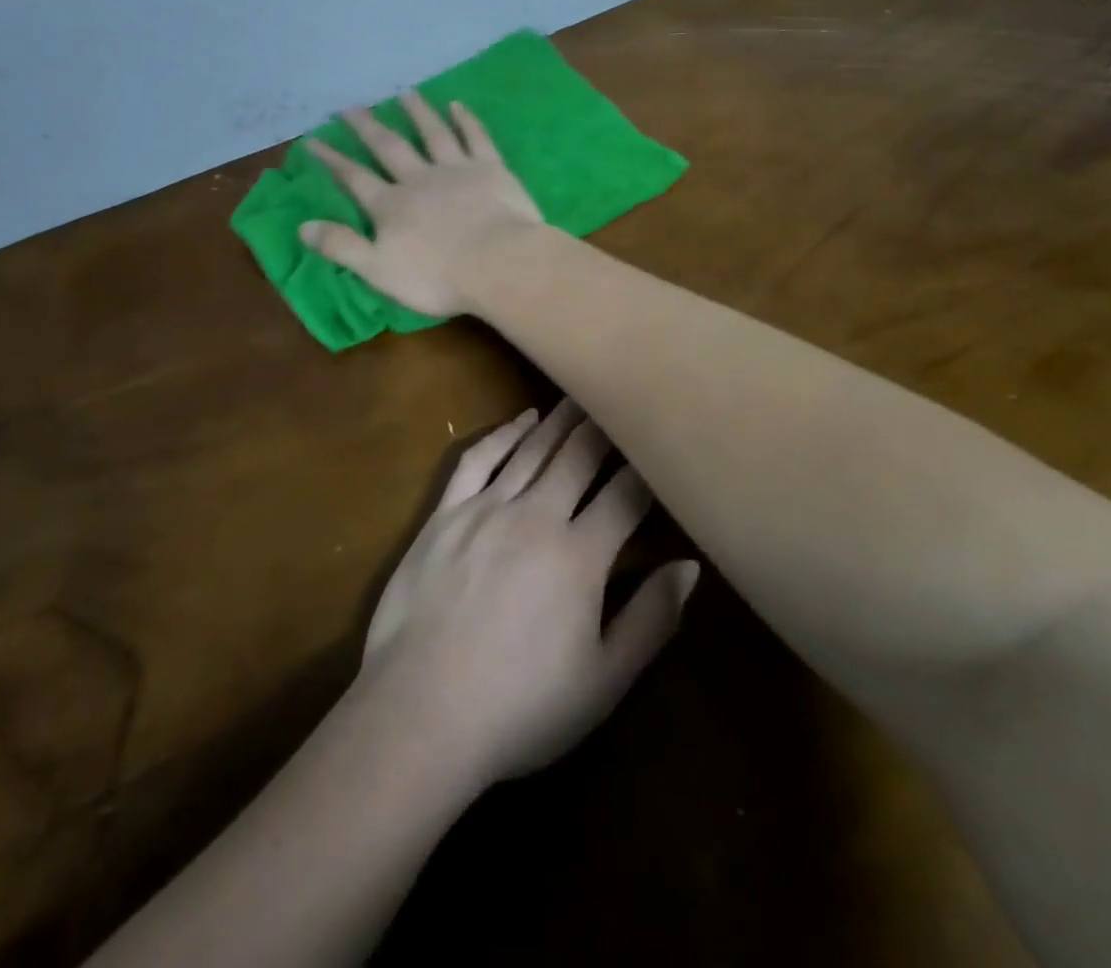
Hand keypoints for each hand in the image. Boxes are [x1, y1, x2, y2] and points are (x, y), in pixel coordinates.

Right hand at [300, 92, 542, 316]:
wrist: (499, 264)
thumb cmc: (438, 277)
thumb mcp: (379, 271)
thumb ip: (341, 247)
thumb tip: (302, 226)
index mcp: (391, 206)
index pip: (354, 179)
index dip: (332, 160)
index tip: (313, 140)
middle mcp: (419, 179)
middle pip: (389, 147)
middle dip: (368, 127)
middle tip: (351, 106)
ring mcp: (457, 170)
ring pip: (432, 134)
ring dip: (417, 112)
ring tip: (404, 92)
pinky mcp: (491, 169)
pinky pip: (476, 137)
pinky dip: (466, 120)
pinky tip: (457, 105)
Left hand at [357, 399, 699, 787]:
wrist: (421, 712)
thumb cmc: (521, 707)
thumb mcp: (604, 681)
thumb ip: (651, 620)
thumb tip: (689, 566)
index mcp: (580, 556)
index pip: (624, 496)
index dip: (646, 468)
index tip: (660, 443)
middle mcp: (536, 516)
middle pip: (577, 457)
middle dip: (604, 427)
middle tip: (621, 400)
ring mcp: (485, 509)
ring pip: (532, 450)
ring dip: (560, 421)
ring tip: (581, 398)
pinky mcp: (445, 513)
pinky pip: (478, 459)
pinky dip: (503, 434)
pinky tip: (522, 420)